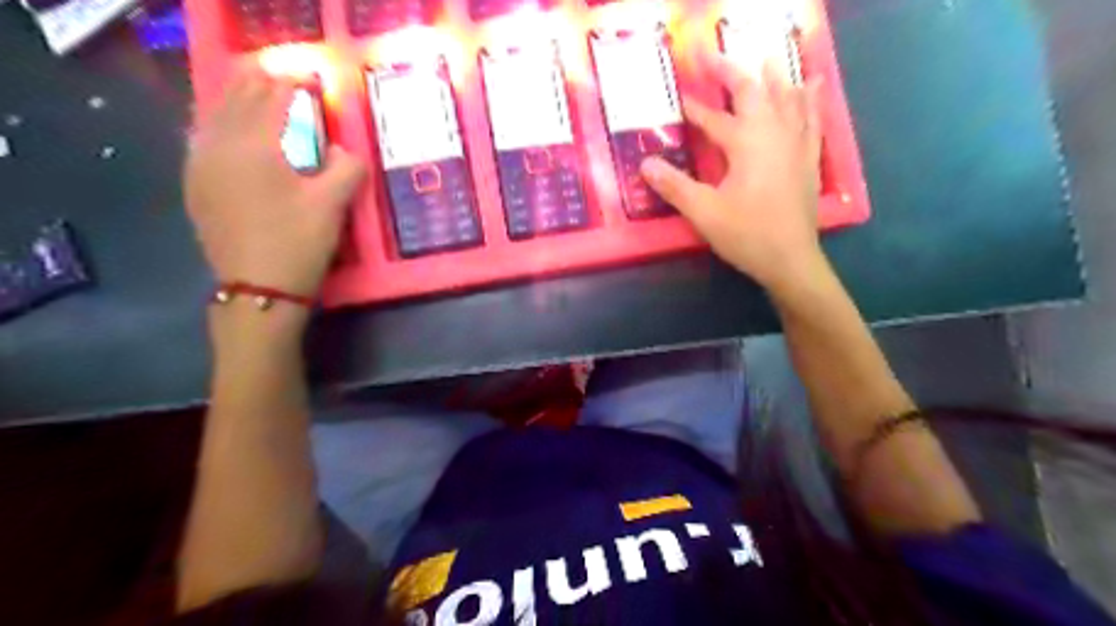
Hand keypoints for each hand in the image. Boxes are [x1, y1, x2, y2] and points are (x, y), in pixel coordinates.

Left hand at [182, 65, 363, 298]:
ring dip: (236, 100)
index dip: (293, 86)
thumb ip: (345, 169)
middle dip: (260, 84)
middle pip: (238, 100)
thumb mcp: (333, 206)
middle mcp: (220, 146)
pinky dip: (218, 124)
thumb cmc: (298, 244)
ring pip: (215, 116)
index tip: (310, 80)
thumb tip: (343, 151)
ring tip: (253, 92)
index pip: (274, 99)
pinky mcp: (196, 185)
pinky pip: (203, 139)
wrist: (258, 288)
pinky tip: (226, 129)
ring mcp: (201, 165)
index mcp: (255, 146)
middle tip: (281, 78)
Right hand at [646, 54, 827, 291]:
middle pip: (755, 93)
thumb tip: (645, 164)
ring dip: (773, 78)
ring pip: (787, 99)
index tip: (680, 98)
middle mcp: (774, 134)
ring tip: (767, 61)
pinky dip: (810, 100)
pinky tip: (812, 87)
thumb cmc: (747, 235)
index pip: (715, 119)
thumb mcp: (703, 212)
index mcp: (747, 144)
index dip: (695, 109)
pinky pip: (812, 119)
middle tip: (714, 59)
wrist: (791, 260)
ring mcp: (796, 145)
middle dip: (733, 74)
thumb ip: (674, 186)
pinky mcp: (808, 159)